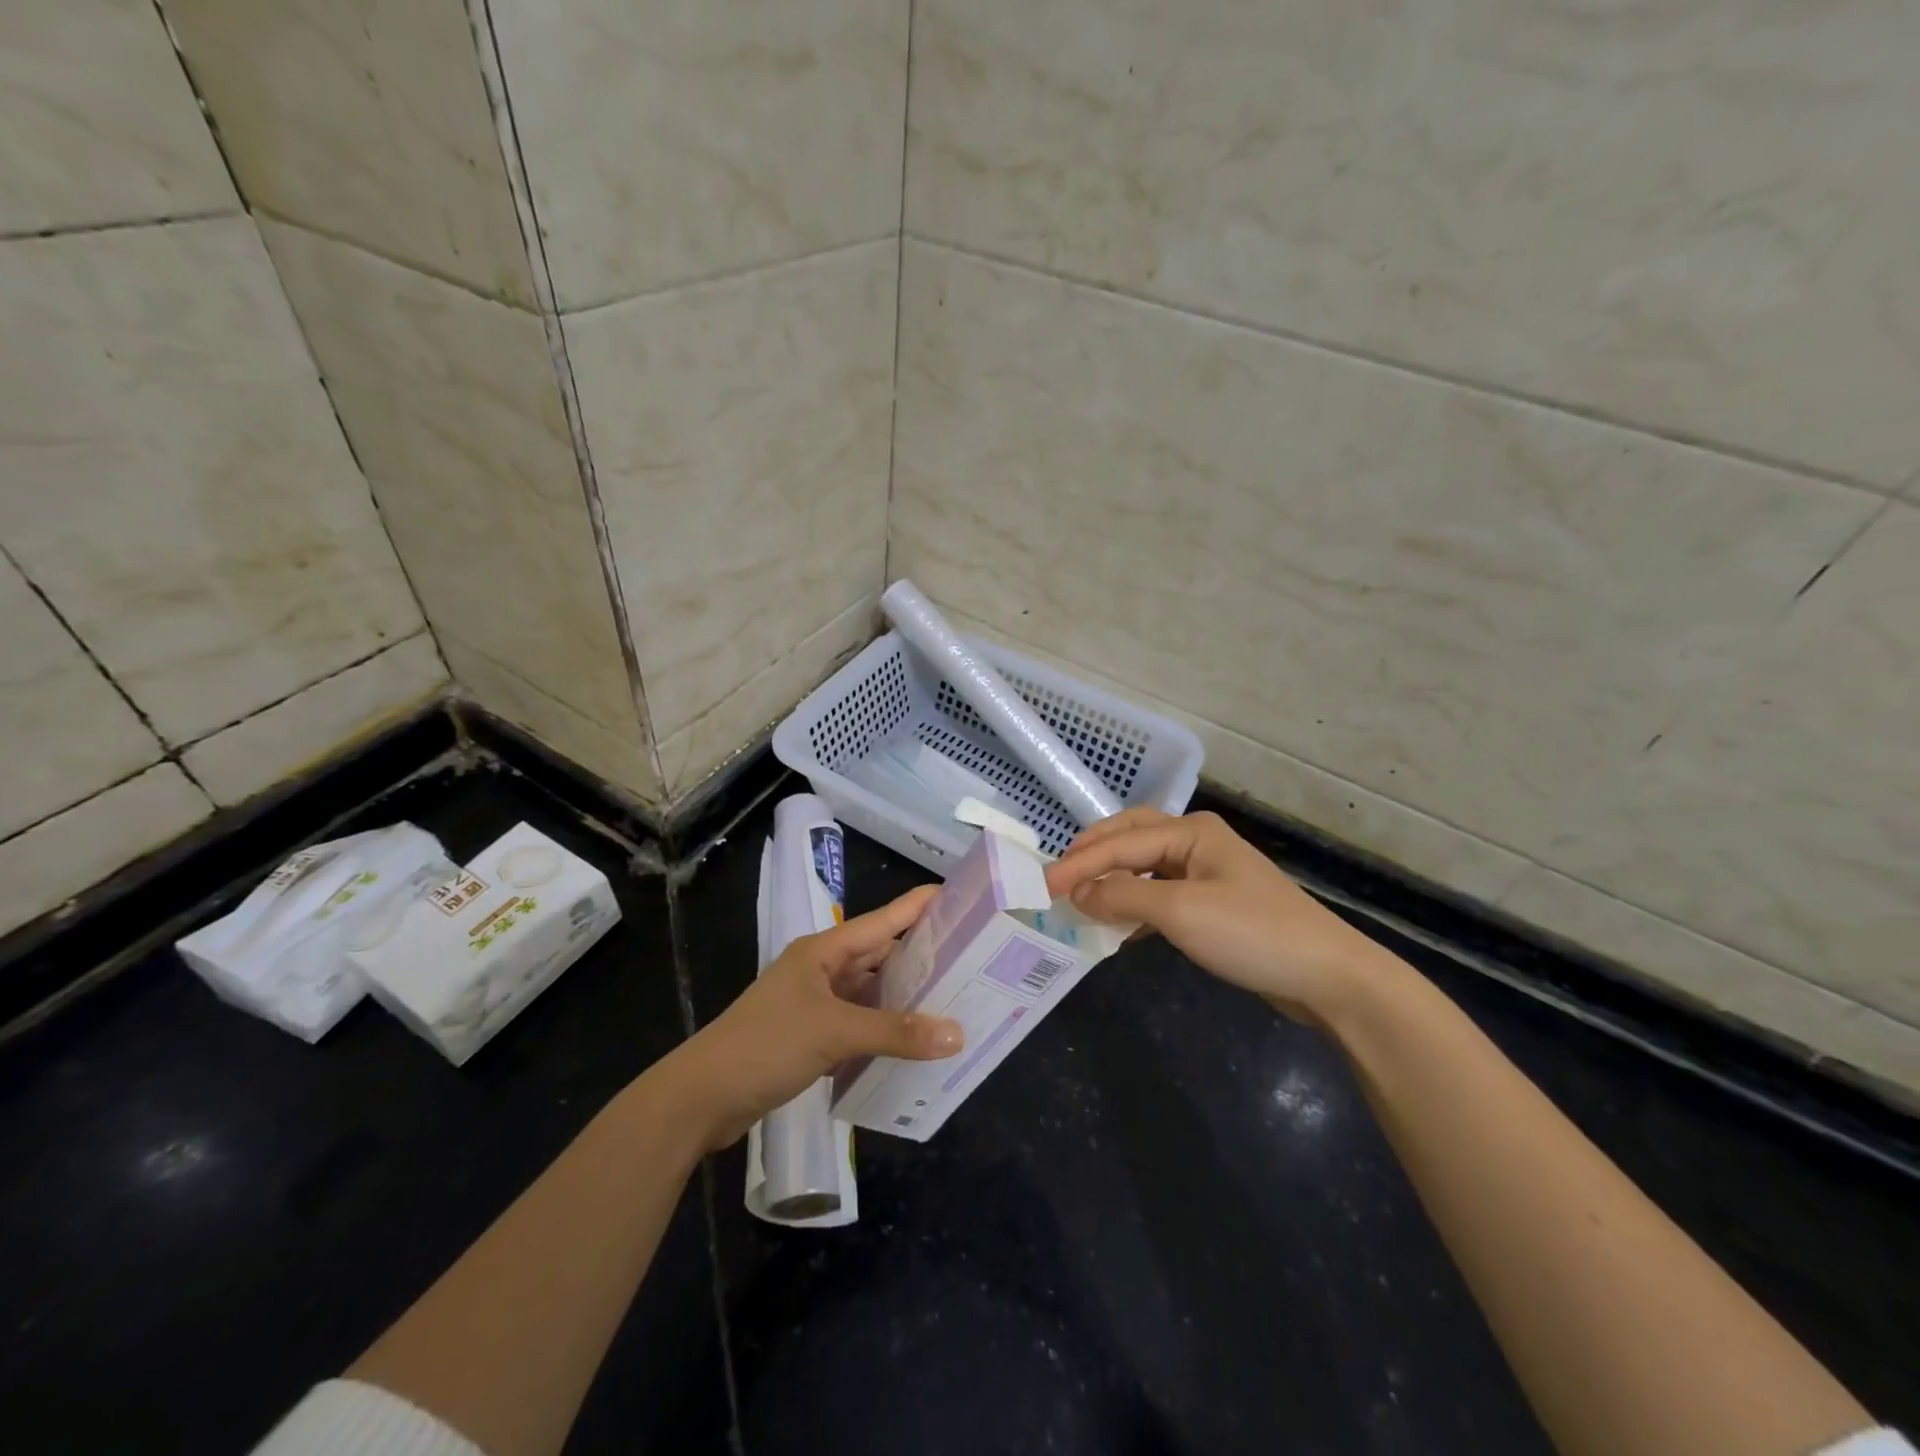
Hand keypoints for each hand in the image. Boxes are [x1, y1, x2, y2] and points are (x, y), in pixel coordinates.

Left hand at [669, 886, 963, 1149]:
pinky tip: (912, 1041)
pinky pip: (857, 1023)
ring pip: (869, 992)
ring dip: (903, 997)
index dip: (919, 906)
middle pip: (879, 955)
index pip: (883, 920)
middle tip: (970, 961)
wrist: (702, 1097)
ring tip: (952, 1000)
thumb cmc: (767, 1045)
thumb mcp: (835, 1032)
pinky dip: (883, 1029)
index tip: (960, 897)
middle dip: (920, 957)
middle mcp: (821, 970)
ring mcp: (814, 1003)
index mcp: (824, 951)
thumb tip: (958, 1034)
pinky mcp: (810, 1036)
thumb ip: (896, 1032)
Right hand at [1044, 809, 1400, 1025]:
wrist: (1328, 976)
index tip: (1041, 885)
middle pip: (1131, 839)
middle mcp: (1196, 842)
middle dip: (1093, 855)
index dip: (1078, 863)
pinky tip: (1119, 925)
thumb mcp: (1181, 912)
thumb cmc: (1252, 933)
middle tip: (1058, 878)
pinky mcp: (1214, 904)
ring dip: (1112, 880)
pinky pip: (1161, 894)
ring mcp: (1207, 872)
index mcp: (1191, 831)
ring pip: (1144, 867)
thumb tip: (1077, 894)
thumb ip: (1123, 898)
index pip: (1120, 843)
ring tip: (1080, 898)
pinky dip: (1135, 905)